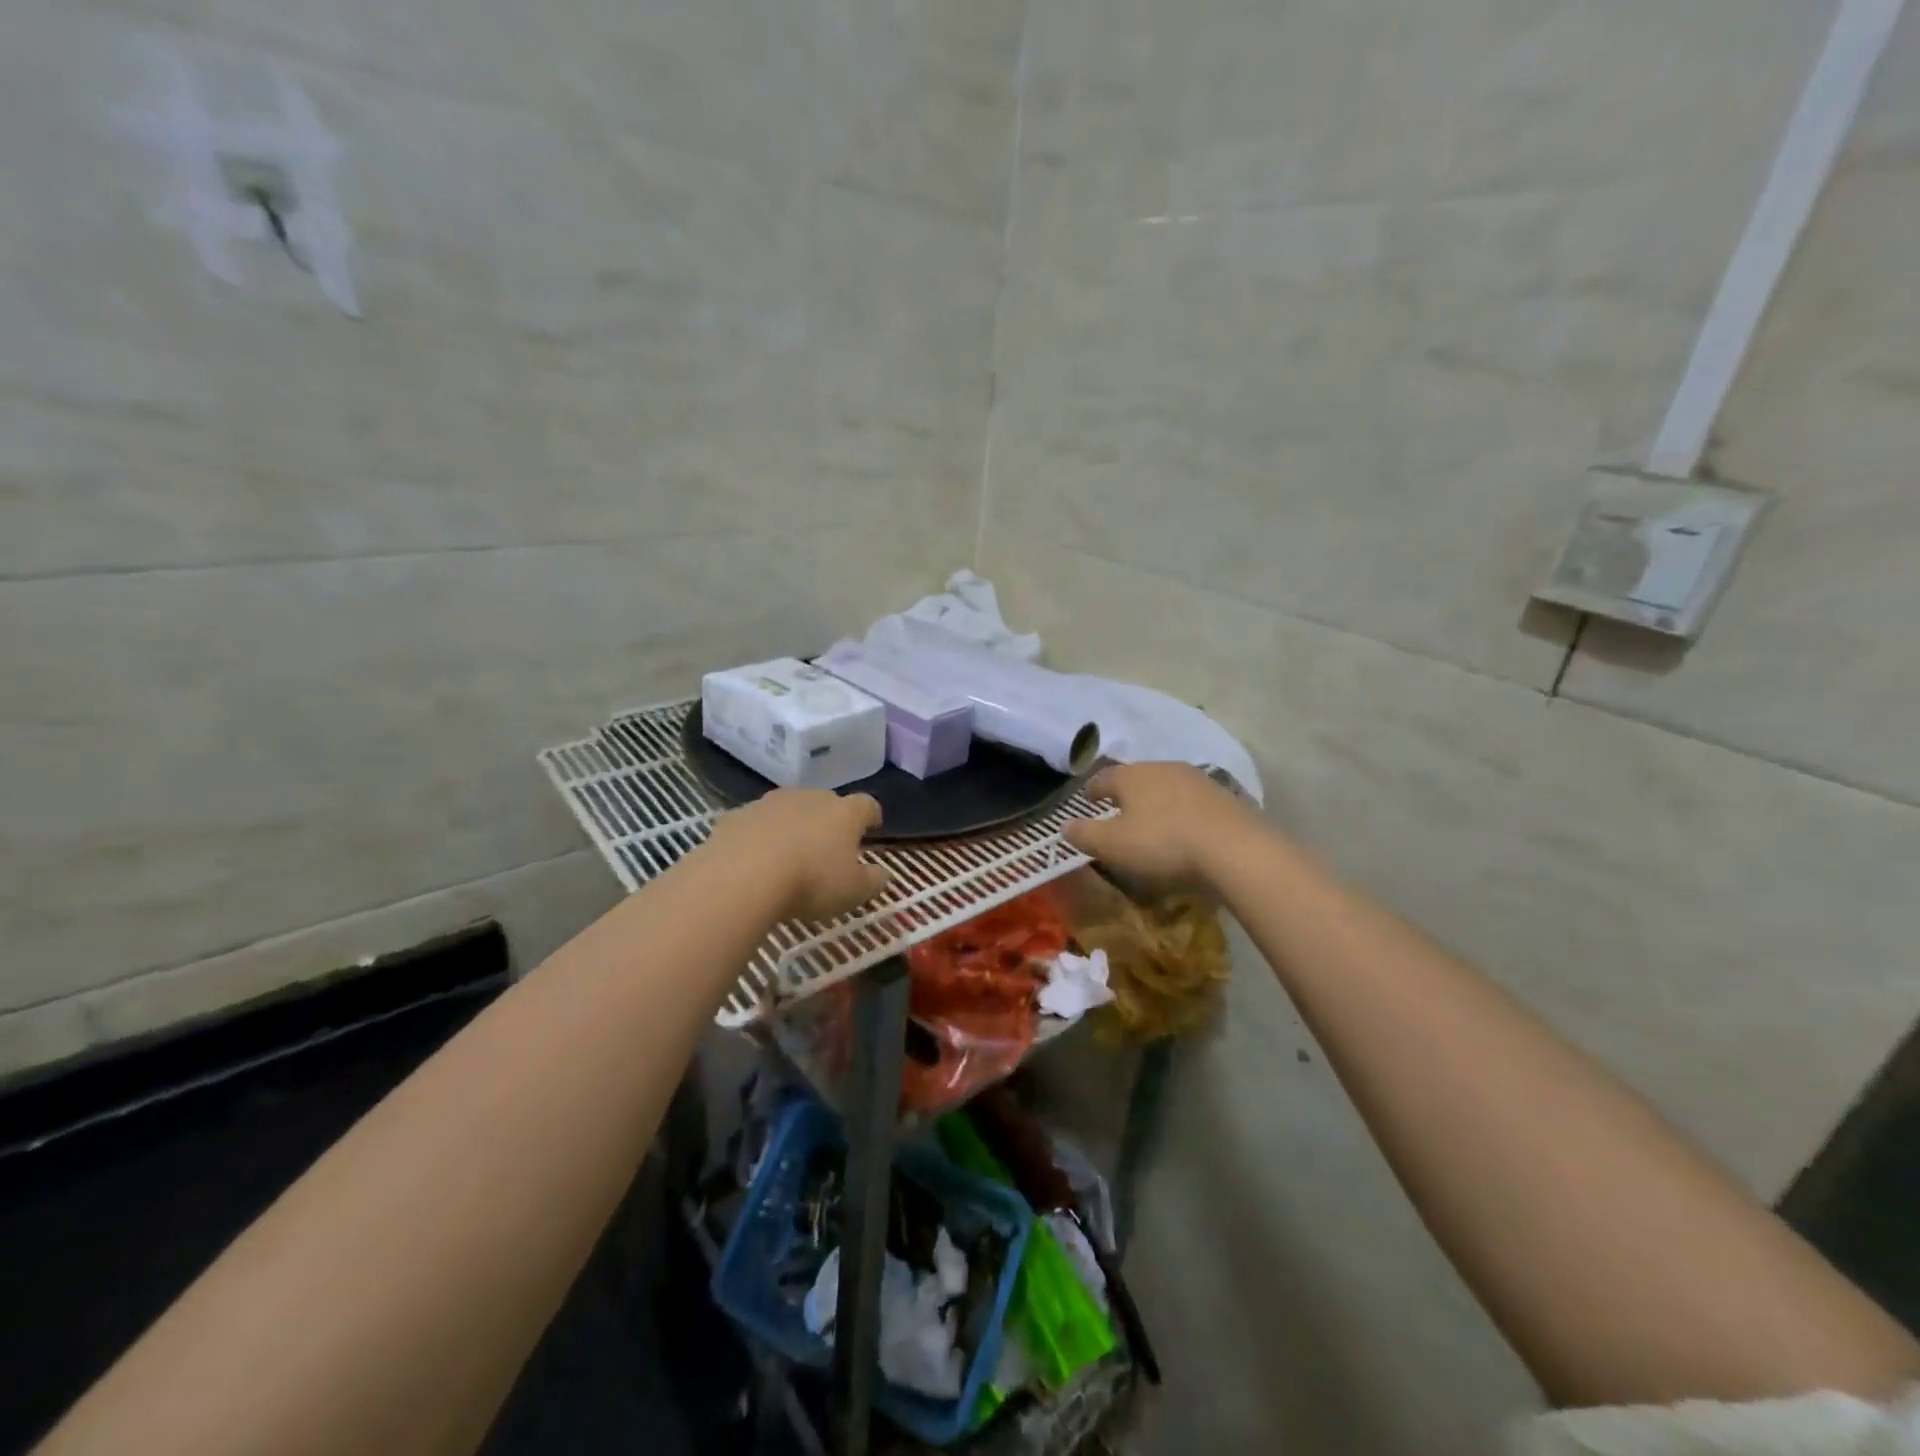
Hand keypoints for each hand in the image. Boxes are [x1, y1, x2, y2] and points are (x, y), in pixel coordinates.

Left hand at [705, 789, 891, 921]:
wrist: (741, 878)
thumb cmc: (810, 882)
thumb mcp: (854, 892)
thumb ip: (873, 881)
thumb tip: (883, 874)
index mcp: (844, 813)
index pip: (866, 804)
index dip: (871, 815)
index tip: (872, 826)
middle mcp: (809, 798)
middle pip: (825, 802)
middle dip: (829, 820)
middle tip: (829, 846)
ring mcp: (769, 803)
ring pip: (788, 809)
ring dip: (792, 826)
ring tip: (789, 854)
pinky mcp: (736, 816)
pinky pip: (754, 824)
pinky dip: (758, 837)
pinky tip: (754, 860)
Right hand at [1063, 762, 1255, 891]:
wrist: (1234, 848)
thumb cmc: (1163, 843)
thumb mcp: (1113, 845)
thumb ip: (1085, 834)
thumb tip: (1064, 826)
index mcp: (1132, 776)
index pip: (1103, 778)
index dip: (1092, 791)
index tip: (1088, 802)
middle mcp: (1163, 768)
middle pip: (1136, 777)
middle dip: (1125, 793)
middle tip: (1118, 811)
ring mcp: (1196, 779)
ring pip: (1166, 785)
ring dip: (1156, 801)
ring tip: (1152, 820)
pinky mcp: (1223, 796)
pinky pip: (1192, 801)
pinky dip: (1182, 811)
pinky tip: (1184, 829)